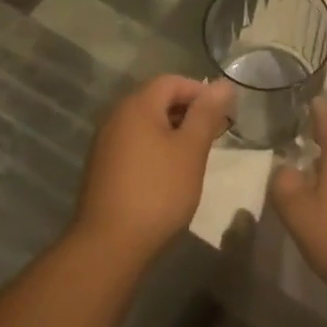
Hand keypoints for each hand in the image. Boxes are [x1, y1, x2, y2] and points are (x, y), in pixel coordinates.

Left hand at [73, 76, 233, 265]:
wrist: (109, 245)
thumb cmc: (158, 191)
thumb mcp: (191, 150)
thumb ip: (207, 114)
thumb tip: (223, 84)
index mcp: (137, 105)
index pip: (172, 81)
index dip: (201, 92)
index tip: (223, 115)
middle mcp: (116, 116)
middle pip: (157, 99)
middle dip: (189, 112)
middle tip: (214, 135)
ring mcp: (105, 142)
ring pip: (146, 123)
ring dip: (173, 131)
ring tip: (196, 155)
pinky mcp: (102, 167)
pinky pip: (135, 143)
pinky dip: (156, 148)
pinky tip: (170, 173)